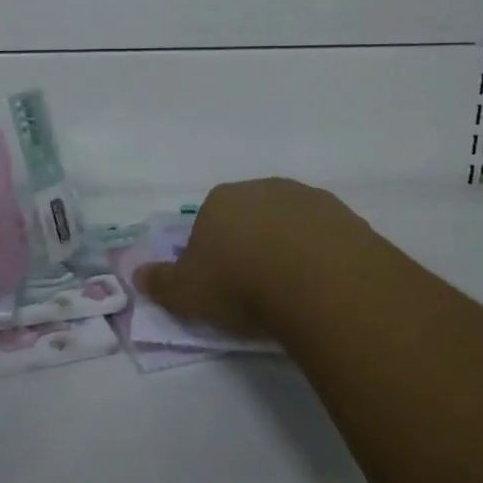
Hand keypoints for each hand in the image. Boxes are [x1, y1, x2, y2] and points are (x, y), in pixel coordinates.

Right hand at [132, 177, 362, 337]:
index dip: (212, 253)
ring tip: (294, 292)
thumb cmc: (241, 284)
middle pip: (250, 217)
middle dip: (251, 245)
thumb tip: (137, 274)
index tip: (221, 285)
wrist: (319, 280)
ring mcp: (306, 198)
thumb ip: (161, 284)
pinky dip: (322, 257)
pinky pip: (326, 238)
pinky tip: (324, 287)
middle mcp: (262, 188)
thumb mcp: (188, 294)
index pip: (208, 221)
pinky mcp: (345, 216)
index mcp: (220, 200)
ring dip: (289, 249)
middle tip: (257, 289)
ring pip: (290, 224)